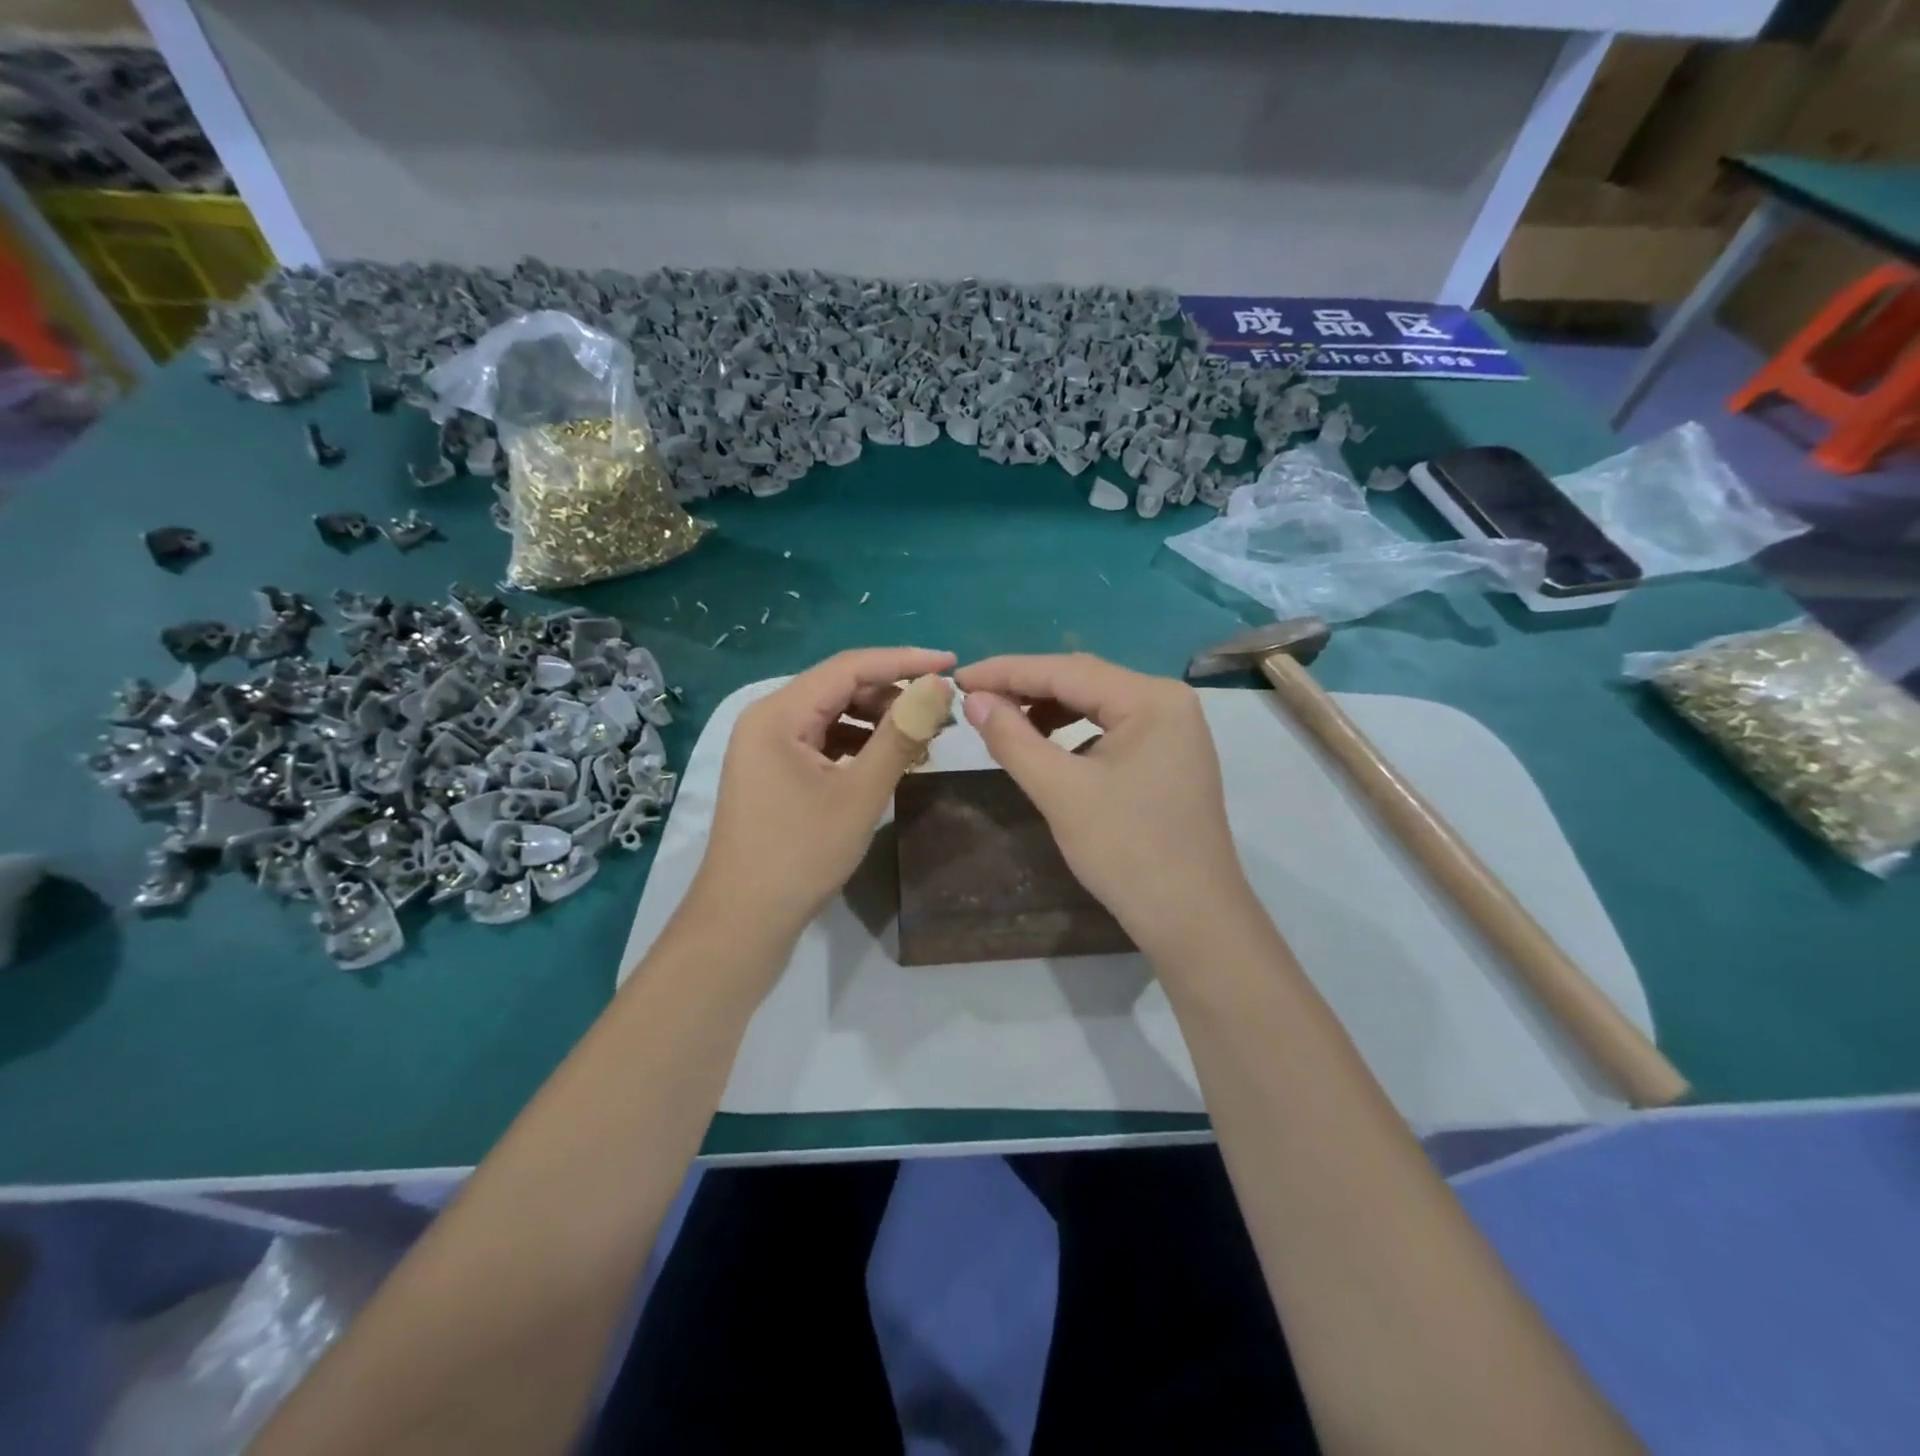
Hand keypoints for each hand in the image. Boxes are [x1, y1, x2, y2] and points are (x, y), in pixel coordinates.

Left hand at [689, 647, 956, 946]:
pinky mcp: (774, 772)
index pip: (850, 667)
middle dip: (893, 695)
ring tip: (924, 738)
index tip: (952, 663)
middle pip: (839, 688)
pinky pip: (823, 742)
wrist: (743, 921)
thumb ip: (900, 735)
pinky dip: (859, 745)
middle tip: (942, 711)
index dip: (905, 661)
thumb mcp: (860, 794)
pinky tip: (890, 760)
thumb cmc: (800, 855)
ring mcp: (767, 747)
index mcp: (778, 713)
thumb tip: (938, 686)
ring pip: (833, 715)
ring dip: (879, 721)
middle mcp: (768, 719)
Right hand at [955, 654, 1251, 955]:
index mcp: (1151, 698)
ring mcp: (1173, 729)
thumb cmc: (1127, 851)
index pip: (1066, 670)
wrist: (1192, 919)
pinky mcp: (1169, 756)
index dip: (1006, 671)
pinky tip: (1046, 744)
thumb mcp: (1061, 792)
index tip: (959, 677)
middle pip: (1084, 680)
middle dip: (1026, 687)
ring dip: (1048, 708)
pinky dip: (1073, 731)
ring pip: (1097, 704)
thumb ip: (1013, 739)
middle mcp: (1168, 701)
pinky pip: (1112, 728)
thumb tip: (974, 700)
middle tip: (974, 698)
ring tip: (1003, 721)